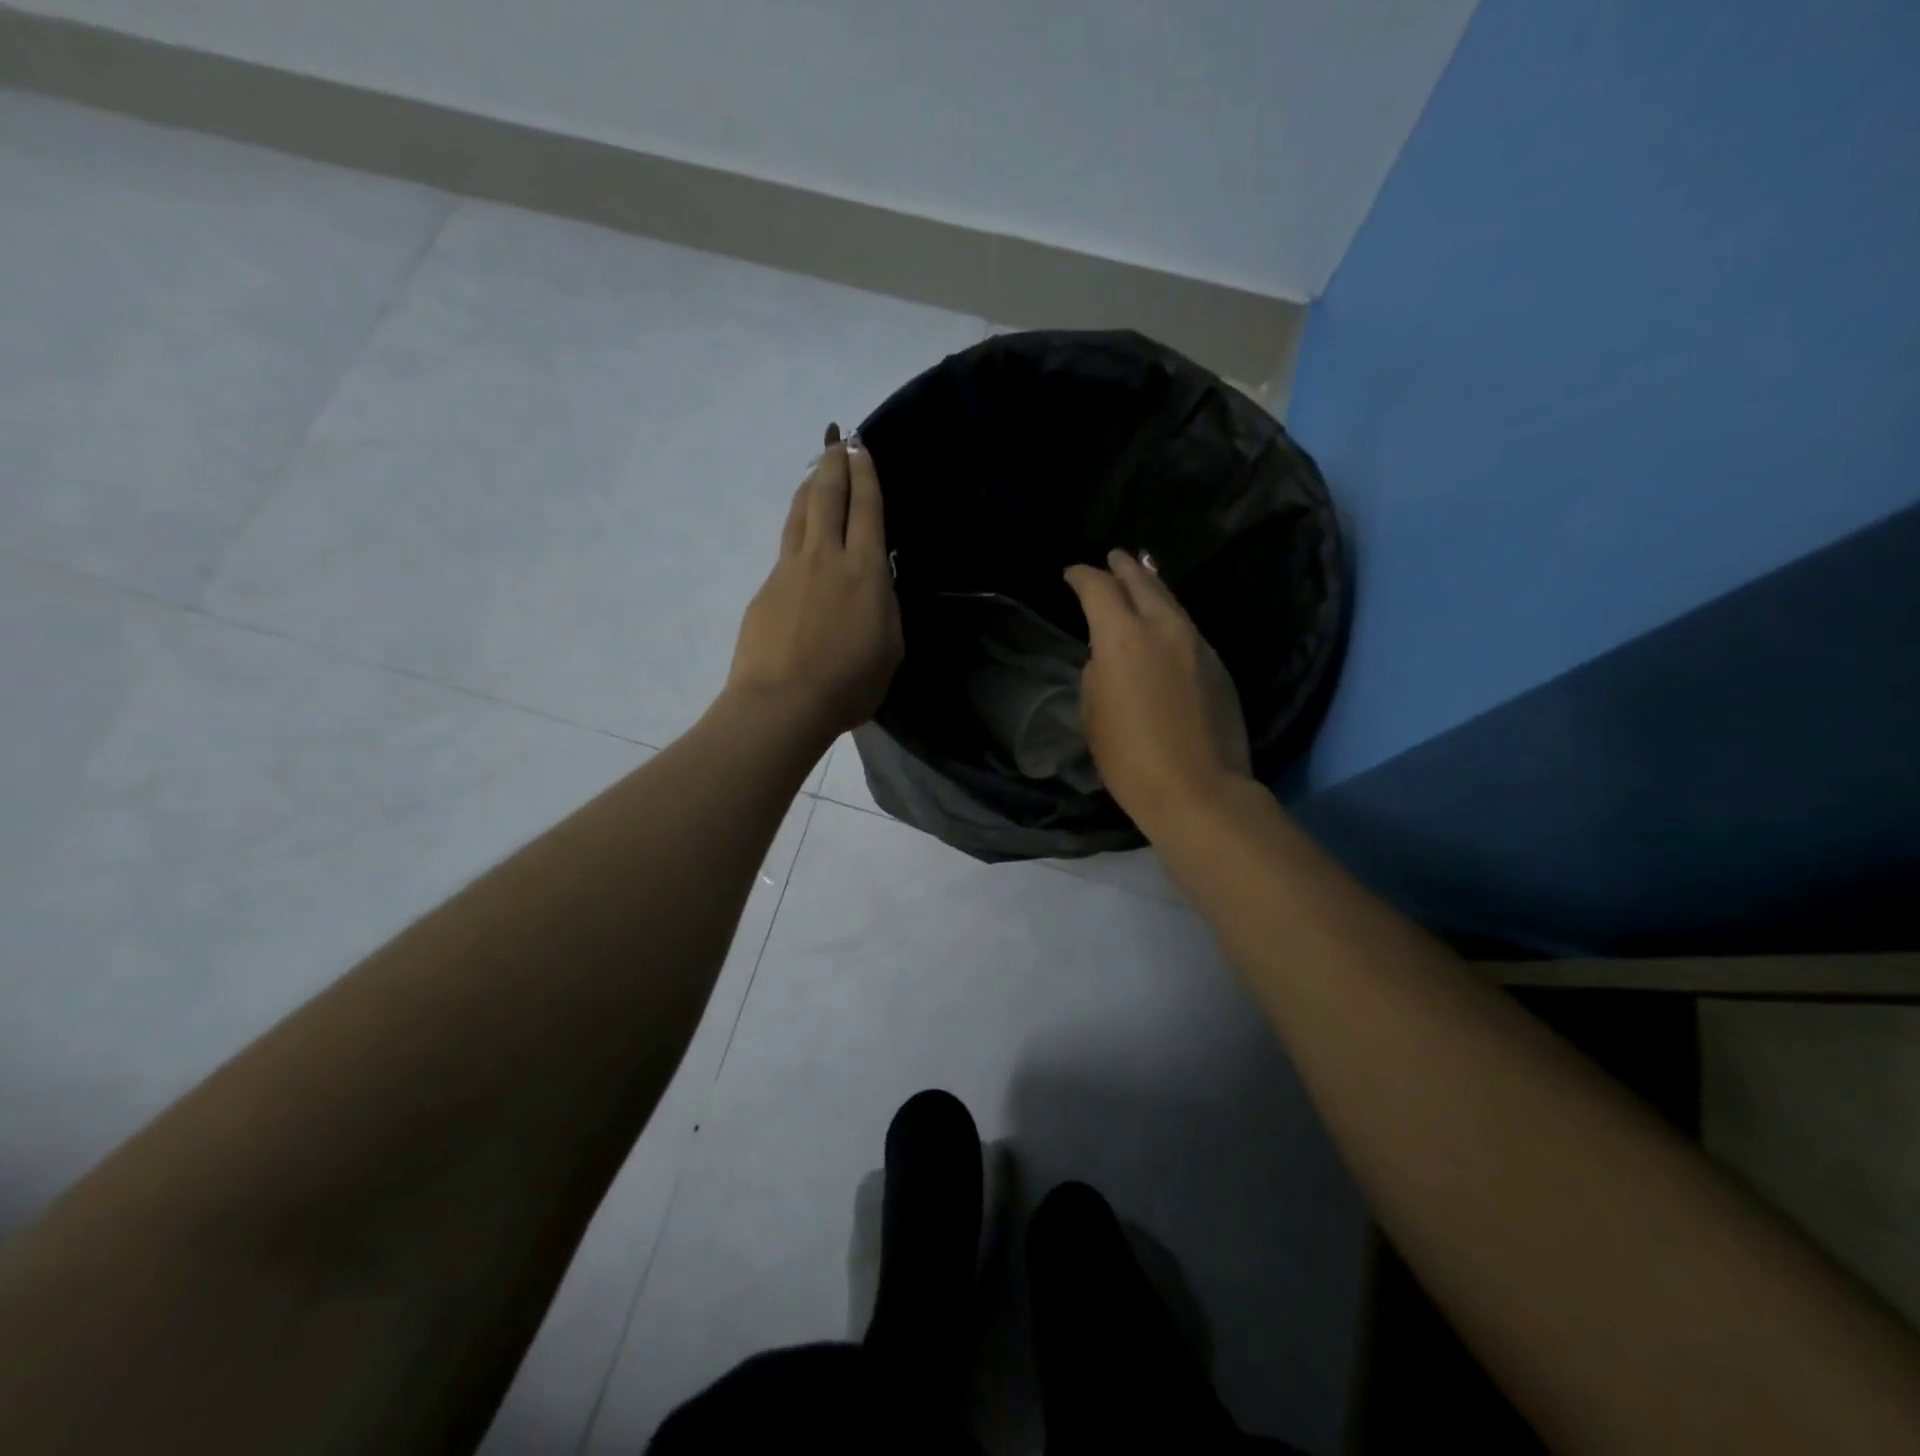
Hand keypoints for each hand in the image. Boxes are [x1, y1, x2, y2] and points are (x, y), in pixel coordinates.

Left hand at [726, 425, 903, 743]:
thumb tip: (875, 583)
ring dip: (809, 486)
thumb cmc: (849, 683)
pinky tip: (799, 537)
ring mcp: (789, 570)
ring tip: (815, 471)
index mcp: (864, 570)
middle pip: (826, 496)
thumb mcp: (890, 647)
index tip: (861, 448)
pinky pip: (784, 548)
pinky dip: (795, 530)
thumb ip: (884, 607)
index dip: (865, 475)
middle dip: (834, 463)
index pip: (866, 508)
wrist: (783, 703)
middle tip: (837, 440)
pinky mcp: (765, 589)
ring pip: (799, 514)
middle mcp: (825, 557)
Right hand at [1065, 550, 1251, 831]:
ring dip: (1152, 588)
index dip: (1082, 576)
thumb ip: (1098, 674)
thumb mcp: (1094, 715)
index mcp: (1123, 638)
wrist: (1200, 791)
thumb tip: (1108, 657)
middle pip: (1143, 581)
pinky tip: (1164, 628)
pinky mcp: (1219, 666)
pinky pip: (1188, 629)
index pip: (1099, 589)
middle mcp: (1164, 629)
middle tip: (1114, 557)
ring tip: (1141, 579)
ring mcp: (1198, 644)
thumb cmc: (1131, 760)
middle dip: (1124, 567)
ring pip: (1171, 602)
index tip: (1072, 573)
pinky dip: (1170, 619)